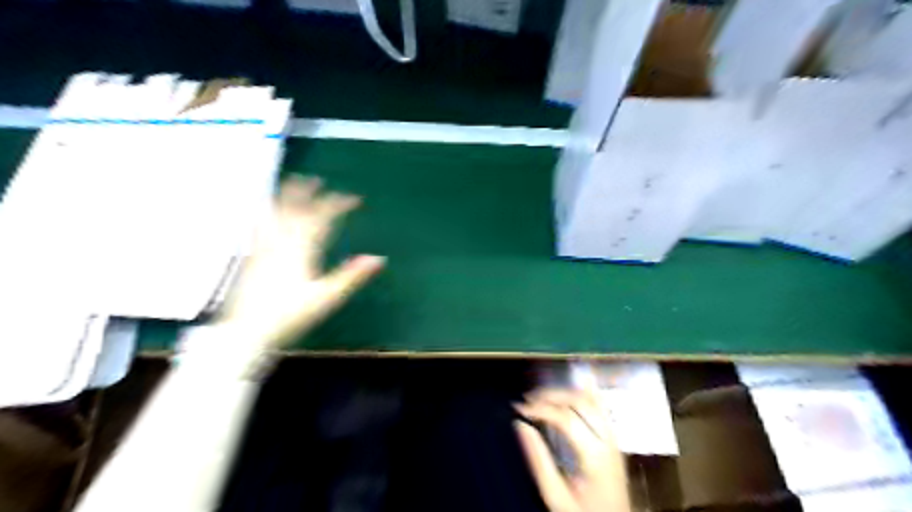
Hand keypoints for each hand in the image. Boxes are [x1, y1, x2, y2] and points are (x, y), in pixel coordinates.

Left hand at [218, 176, 385, 350]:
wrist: (247, 331)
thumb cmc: (291, 315)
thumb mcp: (327, 297)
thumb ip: (352, 276)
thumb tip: (378, 258)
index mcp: (301, 249)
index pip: (322, 217)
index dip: (338, 204)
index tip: (354, 199)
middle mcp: (280, 242)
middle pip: (294, 209)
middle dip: (307, 192)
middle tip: (316, 179)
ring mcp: (262, 248)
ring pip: (274, 214)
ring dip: (284, 197)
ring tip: (288, 185)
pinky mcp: (251, 257)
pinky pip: (260, 227)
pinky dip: (266, 214)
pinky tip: (264, 214)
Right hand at [515, 387, 630, 511]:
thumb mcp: (555, 495)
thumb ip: (538, 460)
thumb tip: (520, 424)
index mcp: (594, 456)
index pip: (566, 418)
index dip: (541, 408)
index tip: (519, 408)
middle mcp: (608, 440)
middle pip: (580, 402)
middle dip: (551, 395)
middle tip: (527, 399)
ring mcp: (614, 436)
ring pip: (592, 399)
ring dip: (565, 392)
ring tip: (542, 396)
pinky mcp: (614, 437)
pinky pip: (602, 406)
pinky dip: (586, 392)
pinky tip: (574, 384)